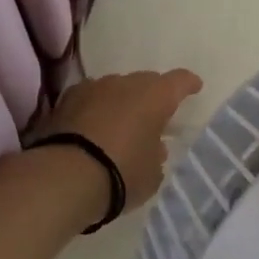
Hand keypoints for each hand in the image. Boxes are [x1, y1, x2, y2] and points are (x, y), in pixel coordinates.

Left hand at [34, 68, 203, 208]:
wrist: (63, 177)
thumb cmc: (121, 174)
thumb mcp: (152, 174)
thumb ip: (156, 155)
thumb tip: (153, 146)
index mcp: (155, 96)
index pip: (179, 81)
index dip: (188, 84)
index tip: (194, 87)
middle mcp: (125, 83)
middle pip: (145, 82)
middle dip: (152, 97)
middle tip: (154, 117)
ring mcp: (93, 88)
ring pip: (115, 89)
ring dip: (121, 103)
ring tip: (120, 126)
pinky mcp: (65, 100)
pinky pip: (90, 100)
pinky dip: (95, 110)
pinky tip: (93, 129)